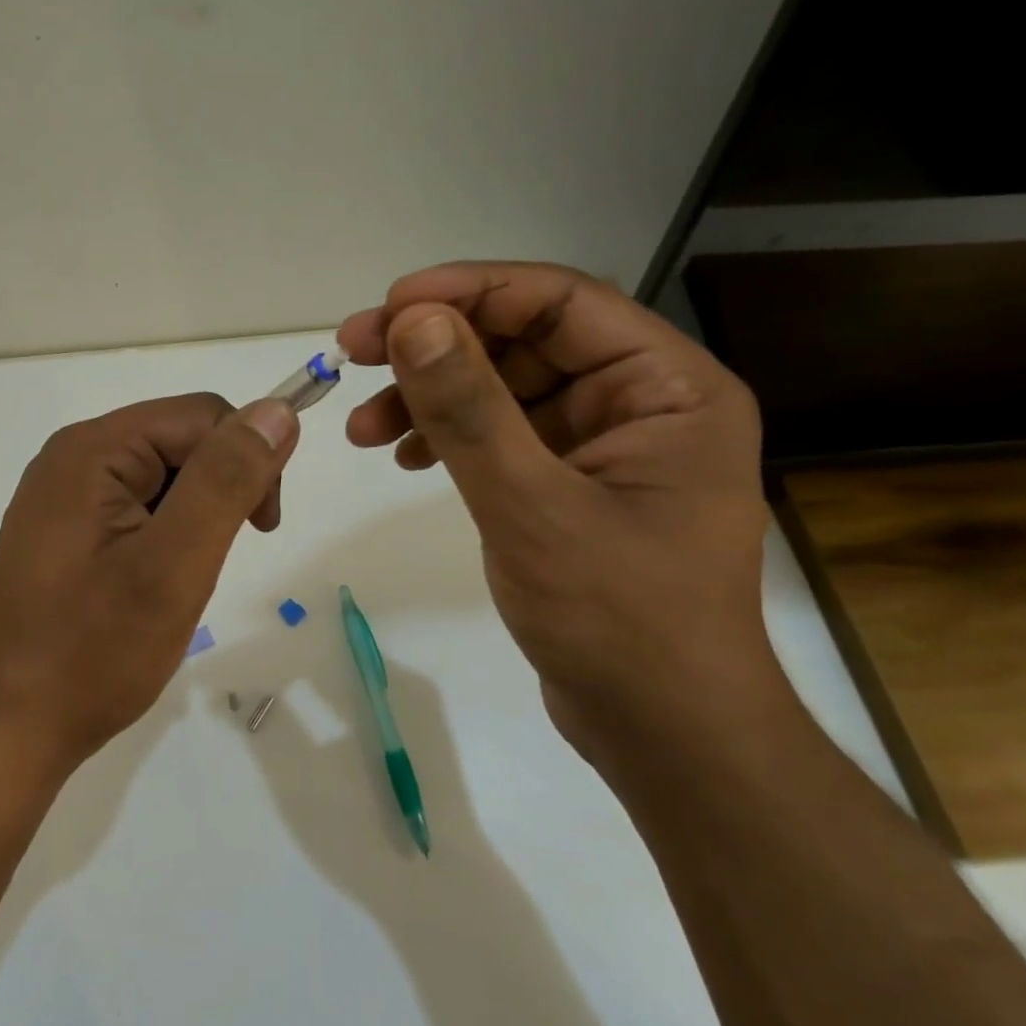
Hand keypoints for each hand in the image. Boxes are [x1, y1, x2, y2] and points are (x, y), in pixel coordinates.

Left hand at [0, 393, 299, 771]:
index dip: (246, 458)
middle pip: (180, 440)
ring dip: (194, 517)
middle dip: (219, 489)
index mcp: (92, 449)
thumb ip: (226, 480)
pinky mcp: (66, 532)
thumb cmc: (93, 651)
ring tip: (178, 580)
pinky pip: (137, 507)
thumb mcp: (173, 563)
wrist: (9, 729)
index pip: (201, 415)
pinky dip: (167, 536)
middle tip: (212, 563)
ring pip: (164, 477)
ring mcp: (65, 496)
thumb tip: (277, 410)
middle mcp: (73, 458)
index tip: (262, 527)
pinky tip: (154, 583)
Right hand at [338, 261, 785, 765]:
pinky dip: (449, 438)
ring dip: (432, 397)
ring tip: (362, 426)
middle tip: (356, 353)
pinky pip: (502, 437)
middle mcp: (643, 403)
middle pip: (525, 341)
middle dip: (438, 347)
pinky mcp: (570, 486)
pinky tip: (403, 457)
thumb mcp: (533, 508)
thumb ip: (471, 411)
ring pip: (504, 389)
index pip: (562, 302)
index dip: (471, 291)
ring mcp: (604, 446)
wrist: (662, 735)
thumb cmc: (619, 622)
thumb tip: (413, 321)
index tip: (390, 305)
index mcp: (669, 388)